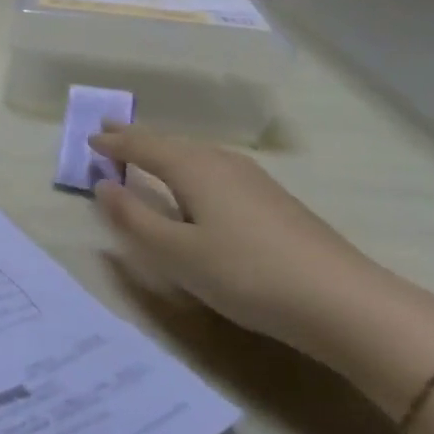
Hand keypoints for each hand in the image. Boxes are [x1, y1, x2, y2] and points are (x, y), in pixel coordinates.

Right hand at [90, 126, 387, 355]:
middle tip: (110, 132)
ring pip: (197, 154)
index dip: (115, 143)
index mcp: (194, 168)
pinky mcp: (273, 200)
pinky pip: (215, 168)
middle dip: (139, 138)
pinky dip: (190, 166)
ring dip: (166, 151)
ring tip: (147, 152)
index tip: (90, 139)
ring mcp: (253, 180)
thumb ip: (134, 218)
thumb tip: (102, 185)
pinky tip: (197, 184)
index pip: (144, 147)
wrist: (343, 301)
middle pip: (172, 143)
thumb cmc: (246, 274)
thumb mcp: (177, 253)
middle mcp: (222, 163)